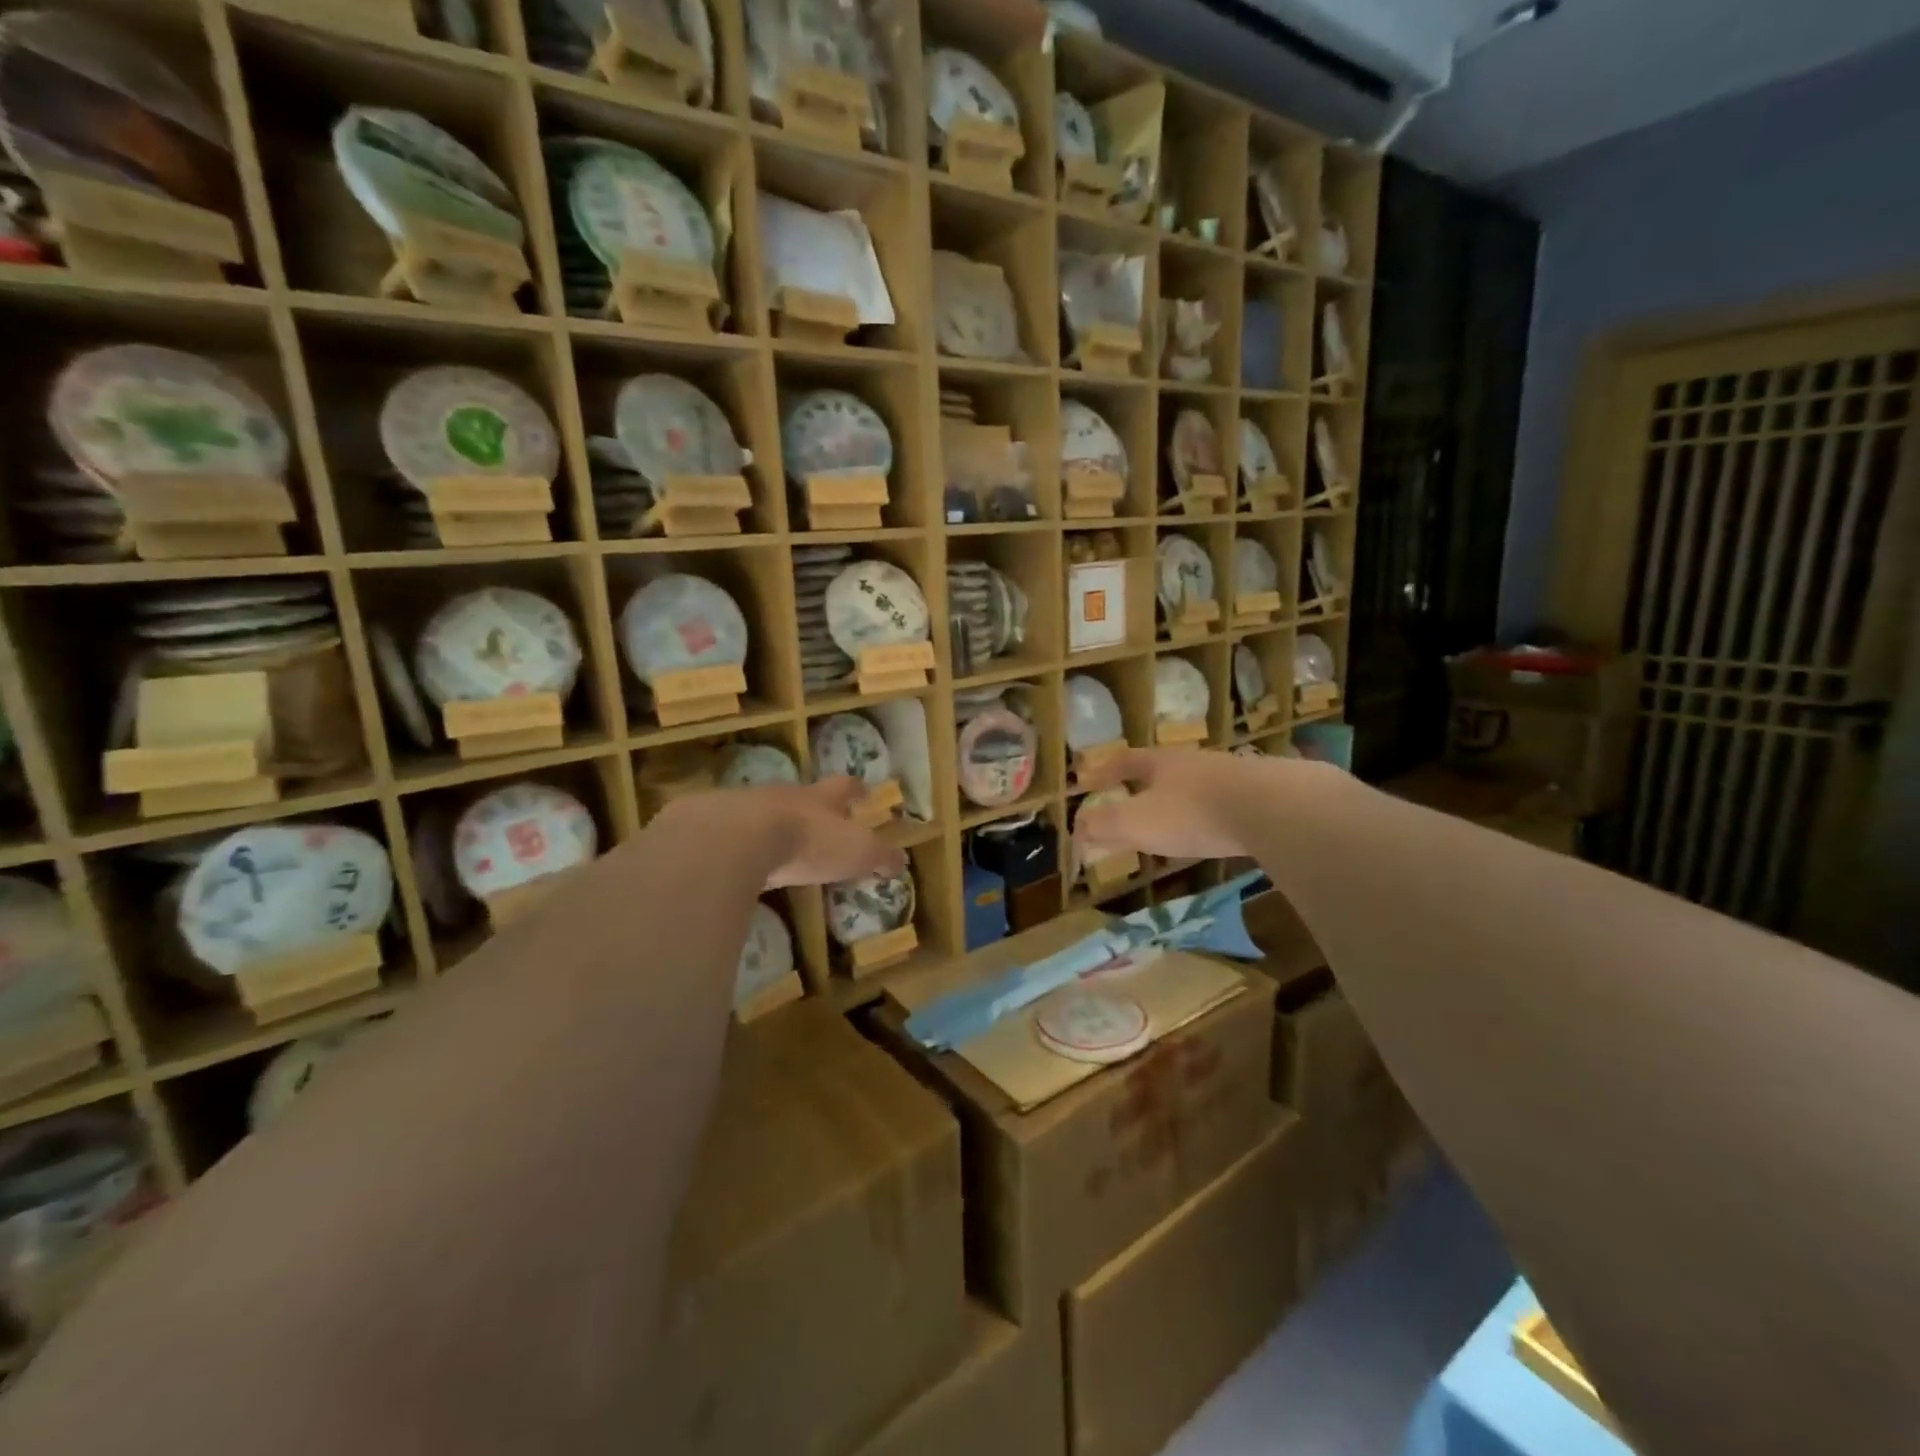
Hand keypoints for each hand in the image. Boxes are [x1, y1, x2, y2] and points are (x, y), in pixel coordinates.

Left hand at [723, 778, 905, 888]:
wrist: (738, 839)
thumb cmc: (808, 842)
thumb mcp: (856, 852)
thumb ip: (879, 856)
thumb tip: (901, 861)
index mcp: (822, 799)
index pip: (845, 787)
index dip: (856, 789)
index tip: (864, 790)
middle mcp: (786, 795)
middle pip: (804, 795)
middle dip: (814, 806)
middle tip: (821, 818)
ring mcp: (748, 807)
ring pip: (768, 810)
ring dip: (777, 823)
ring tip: (781, 842)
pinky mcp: (716, 826)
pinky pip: (737, 832)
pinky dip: (745, 844)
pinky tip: (745, 860)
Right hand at [1074, 749, 1298, 861]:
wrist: (1273, 807)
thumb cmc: (1194, 812)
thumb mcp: (1139, 822)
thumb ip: (1105, 826)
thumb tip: (1078, 830)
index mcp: (1160, 763)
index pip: (1124, 762)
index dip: (1103, 772)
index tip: (1088, 782)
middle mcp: (1193, 762)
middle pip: (1161, 769)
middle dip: (1142, 785)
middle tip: (1130, 803)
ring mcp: (1230, 775)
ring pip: (1194, 785)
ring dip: (1178, 800)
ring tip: (1171, 822)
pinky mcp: (1260, 794)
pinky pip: (1224, 802)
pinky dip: (1209, 815)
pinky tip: (1214, 832)